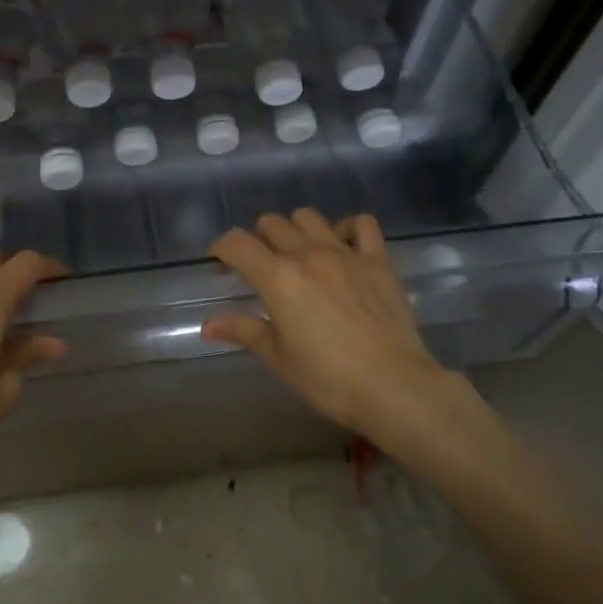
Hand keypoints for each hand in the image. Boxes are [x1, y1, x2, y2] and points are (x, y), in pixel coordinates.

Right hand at [204, 209, 454, 442]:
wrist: (394, 387)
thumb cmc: (328, 379)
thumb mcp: (279, 358)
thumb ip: (244, 331)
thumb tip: (208, 326)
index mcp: (277, 277)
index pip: (236, 243)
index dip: (222, 248)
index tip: (221, 263)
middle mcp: (307, 254)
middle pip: (271, 224)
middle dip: (258, 240)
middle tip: (261, 267)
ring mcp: (345, 252)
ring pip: (308, 217)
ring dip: (296, 230)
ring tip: (299, 255)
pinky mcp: (377, 260)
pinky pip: (362, 224)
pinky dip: (347, 229)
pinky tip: (343, 247)